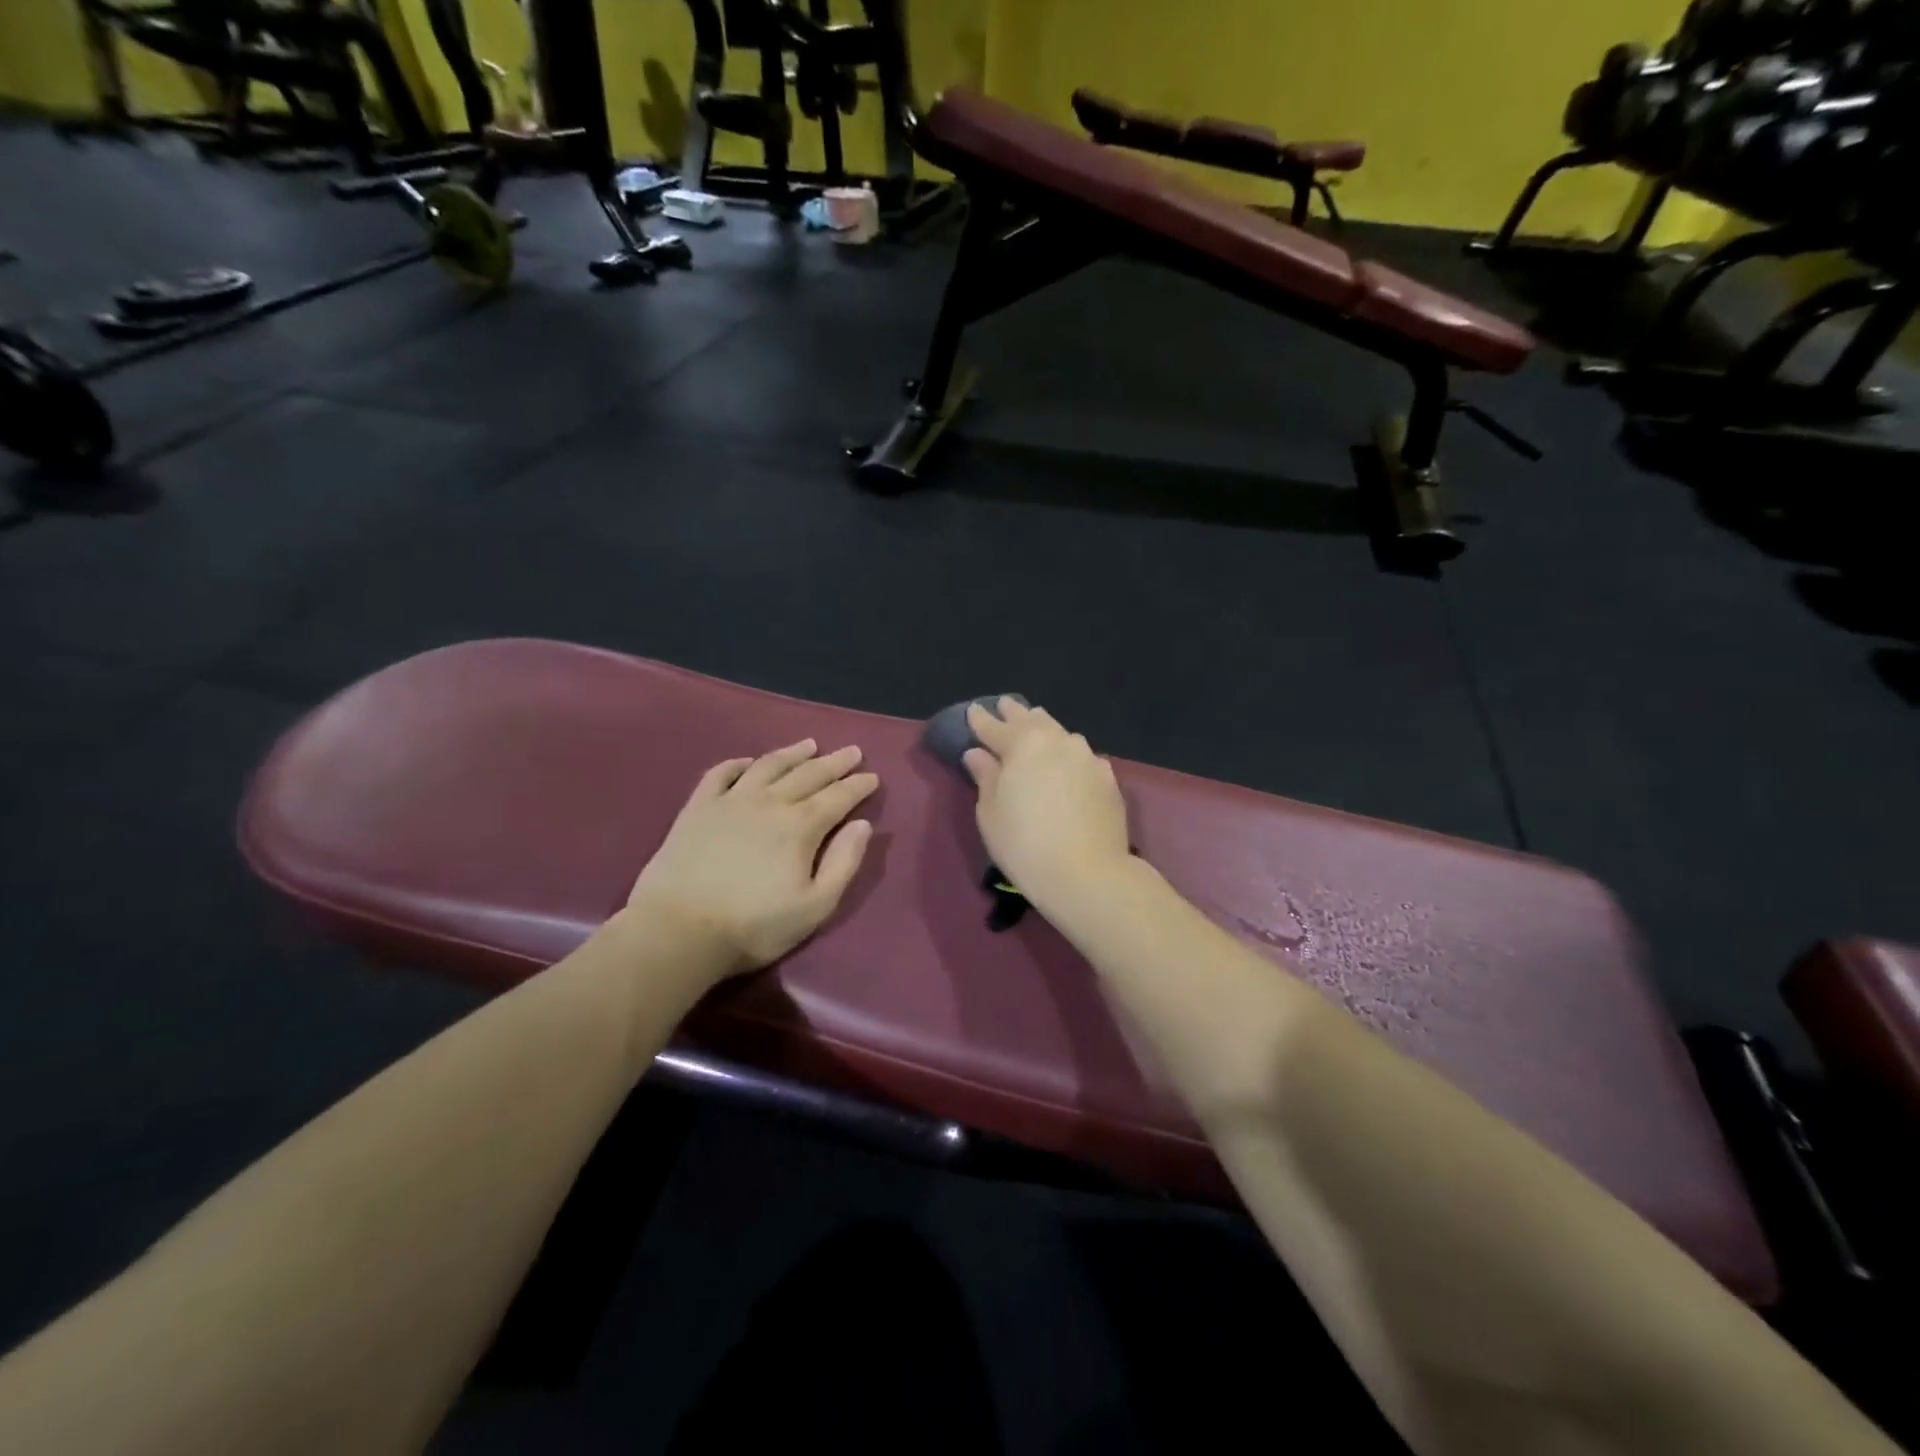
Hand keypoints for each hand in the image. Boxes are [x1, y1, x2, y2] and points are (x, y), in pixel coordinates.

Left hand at [626, 739, 878, 978]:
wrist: (678, 930)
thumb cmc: (754, 926)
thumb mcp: (814, 907)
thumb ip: (843, 863)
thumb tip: (862, 825)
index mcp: (801, 826)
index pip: (838, 797)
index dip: (858, 785)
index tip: (873, 776)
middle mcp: (769, 802)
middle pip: (808, 774)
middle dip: (834, 762)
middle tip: (852, 751)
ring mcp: (730, 801)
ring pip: (768, 765)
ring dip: (792, 753)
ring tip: (809, 744)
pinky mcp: (698, 808)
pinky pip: (721, 774)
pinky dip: (738, 763)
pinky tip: (749, 762)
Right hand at [963, 699, 1131, 906]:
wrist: (1088, 874)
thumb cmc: (1025, 844)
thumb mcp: (991, 813)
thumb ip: (986, 777)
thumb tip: (977, 753)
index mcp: (1023, 745)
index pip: (995, 727)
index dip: (981, 720)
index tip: (972, 711)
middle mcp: (1058, 741)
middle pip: (1032, 721)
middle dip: (1015, 713)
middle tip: (1004, 705)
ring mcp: (1087, 758)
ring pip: (1061, 733)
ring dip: (1044, 727)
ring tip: (1035, 723)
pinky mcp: (1107, 778)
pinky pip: (1082, 755)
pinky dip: (1068, 752)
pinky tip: (1067, 759)